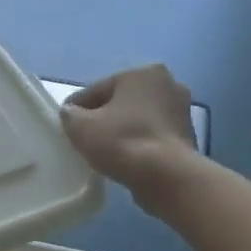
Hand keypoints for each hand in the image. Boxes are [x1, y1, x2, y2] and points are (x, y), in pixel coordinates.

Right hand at [60, 65, 201, 214]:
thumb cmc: (121, 142)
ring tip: (103, 151)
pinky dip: (137, 143)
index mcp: (142, 73)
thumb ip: (69, 114)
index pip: (96, 90)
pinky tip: (124, 158)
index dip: (76, 109)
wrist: (165, 176)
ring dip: (121, 130)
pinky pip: (151, 135)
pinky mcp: (187, 136)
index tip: (64, 126)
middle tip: (84, 138)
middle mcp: (167, 84)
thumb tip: (71, 113)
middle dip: (103, 117)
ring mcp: (181, 110)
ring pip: (137, 119)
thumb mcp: (80, 126)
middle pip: (120, 102)